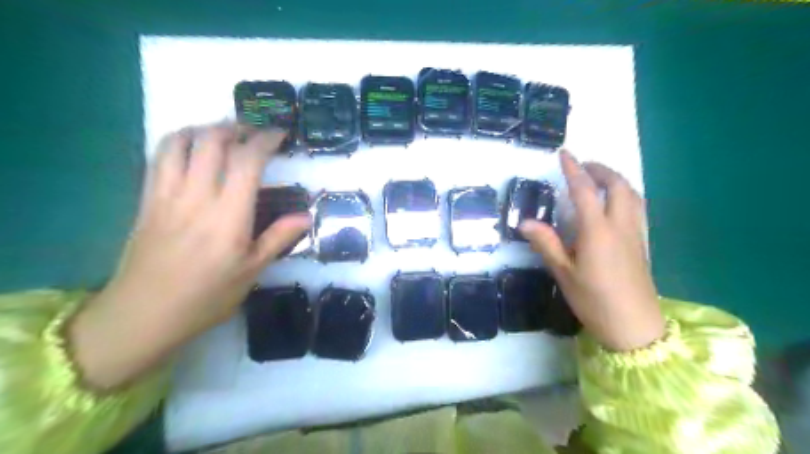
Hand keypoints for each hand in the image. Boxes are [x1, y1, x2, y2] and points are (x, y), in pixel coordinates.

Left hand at [70, 124, 310, 390]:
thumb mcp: (252, 272)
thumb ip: (278, 238)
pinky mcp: (147, 199)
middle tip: (254, 132)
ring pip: (180, 142)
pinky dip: (179, 142)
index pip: (247, 161)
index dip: (265, 140)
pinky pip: (160, 157)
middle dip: (236, 127)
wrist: (143, 314)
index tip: (280, 134)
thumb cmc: (206, 296)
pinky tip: (193, 150)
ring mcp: (166, 195)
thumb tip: (306, 216)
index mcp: (228, 216)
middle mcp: (196, 196)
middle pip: (212, 141)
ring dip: (205, 129)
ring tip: (224, 135)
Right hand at [518, 150, 664, 350]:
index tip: (565, 154)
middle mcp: (620, 225)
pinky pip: (637, 207)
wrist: (635, 326)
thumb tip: (525, 222)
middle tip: (583, 165)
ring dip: (616, 179)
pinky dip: (626, 194)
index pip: (585, 191)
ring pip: (632, 194)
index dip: (573, 170)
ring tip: (599, 178)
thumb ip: (546, 243)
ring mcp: (635, 233)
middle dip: (600, 169)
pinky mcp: (642, 243)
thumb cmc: (594, 300)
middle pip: (617, 185)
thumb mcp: (563, 273)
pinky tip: (616, 203)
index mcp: (597, 231)